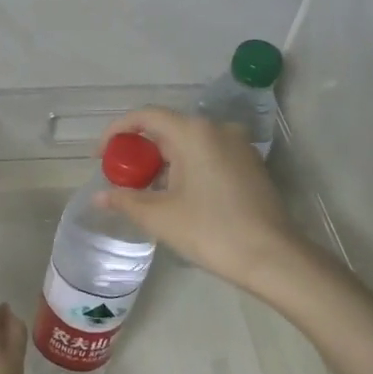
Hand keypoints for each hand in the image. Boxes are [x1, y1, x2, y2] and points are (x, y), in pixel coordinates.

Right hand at [95, 108, 310, 291]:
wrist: (272, 256)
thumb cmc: (211, 231)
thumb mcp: (161, 217)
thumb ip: (126, 201)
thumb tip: (100, 197)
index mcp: (194, 132)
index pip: (146, 116)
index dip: (117, 131)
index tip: (100, 155)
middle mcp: (217, 128)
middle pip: (168, 128)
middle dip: (140, 151)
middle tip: (121, 178)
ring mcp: (238, 145)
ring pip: (189, 143)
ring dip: (163, 161)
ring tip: (146, 191)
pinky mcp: (250, 164)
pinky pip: (209, 155)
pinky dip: (187, 167)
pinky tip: (178, 195)